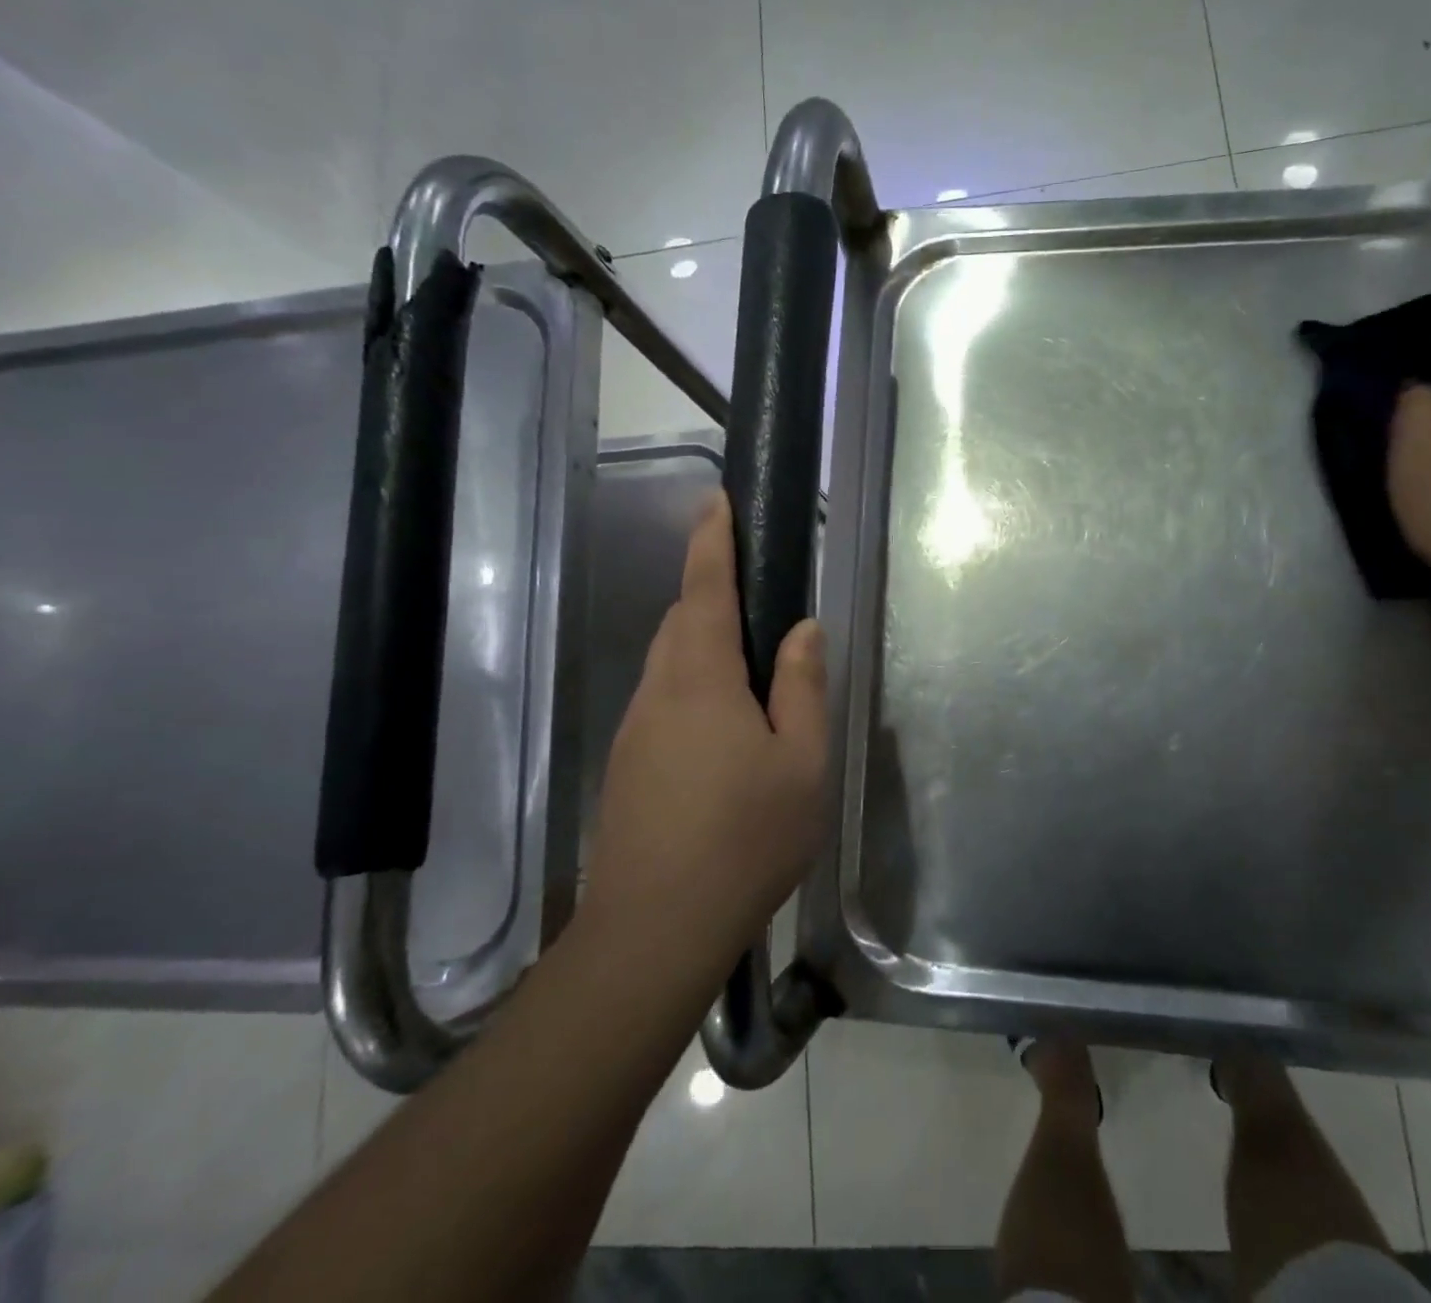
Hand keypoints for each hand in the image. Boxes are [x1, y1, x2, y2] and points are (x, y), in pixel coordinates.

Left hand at [580, 491, 827, 968]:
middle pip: (681, 622)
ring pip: (669, 664)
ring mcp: (635, 731)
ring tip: (753, 680)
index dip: (711, 540)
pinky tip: (726, 735)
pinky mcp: (628, 766)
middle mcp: (657, 692)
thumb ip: (802, 687)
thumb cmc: (745, 839)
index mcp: (700, 679)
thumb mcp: (801, 762)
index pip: (703, 589)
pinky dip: (694, 689)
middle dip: (713, 598)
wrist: (654, 930)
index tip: (715, 501)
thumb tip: (802, 630)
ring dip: (705, 648)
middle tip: (762, 610)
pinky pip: (664, 702)